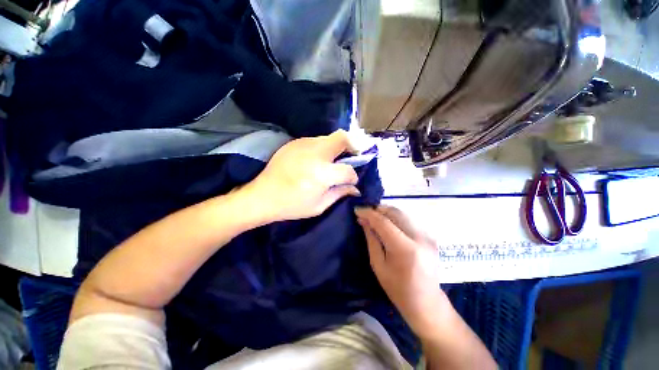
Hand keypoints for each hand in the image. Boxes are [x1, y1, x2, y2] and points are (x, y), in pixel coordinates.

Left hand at [244, 130, 359, 221]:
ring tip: (330, 162)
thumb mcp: (319, 206)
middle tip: (349, 159)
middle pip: (342, 138)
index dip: (353, 176)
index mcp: (322, 174)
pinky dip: (321, 148)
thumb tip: (355, 188)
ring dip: (335, 147)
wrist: (262, 196)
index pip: (348, 170)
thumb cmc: (291, 205)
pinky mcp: (294, 143)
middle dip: (351, 147)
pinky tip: (314, 161)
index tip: (350, 181)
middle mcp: (315, 153)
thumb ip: (340, 193)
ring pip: (329, 138)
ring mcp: (303, 144)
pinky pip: (315, 140)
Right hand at [355, 205, 448, 337]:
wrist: (427, 303)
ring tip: (374, 217)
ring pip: (402, 213)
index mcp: (405, 249)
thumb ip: (371, 239)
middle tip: (365, 213)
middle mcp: (419, 238)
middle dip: (377, 209)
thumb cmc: (398, 289)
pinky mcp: (429, 236)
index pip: (384, 222)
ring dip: (386, 212)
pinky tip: (387, 223)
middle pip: (395, 213)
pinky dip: (395, 217)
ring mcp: (427, 236)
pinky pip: (408, 220)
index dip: (369, 213)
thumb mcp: (378, 265)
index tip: (357, 210)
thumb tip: (363, 220)